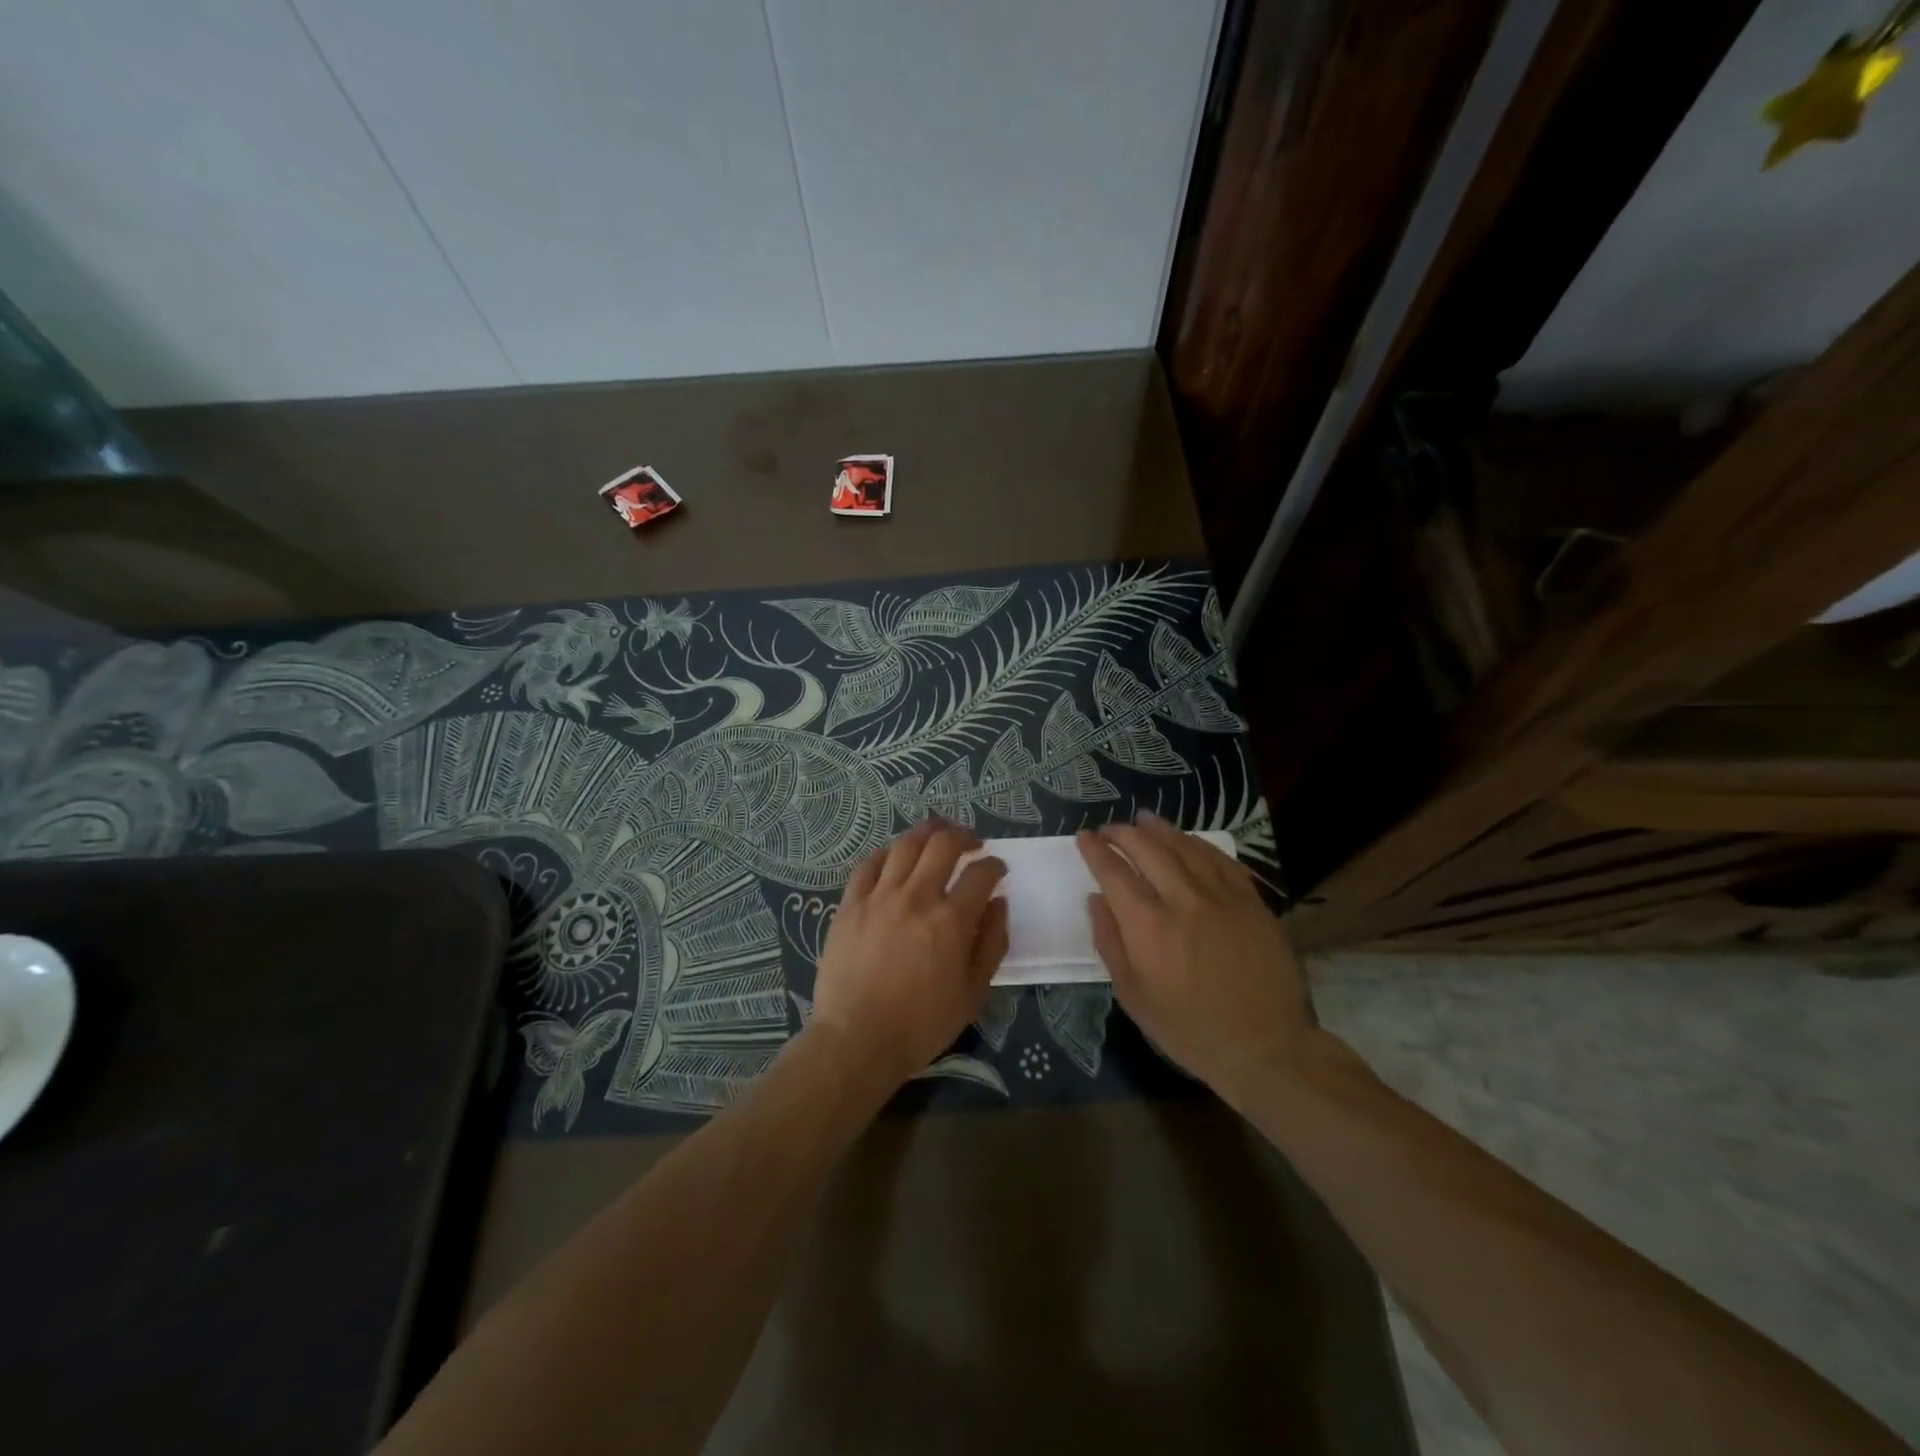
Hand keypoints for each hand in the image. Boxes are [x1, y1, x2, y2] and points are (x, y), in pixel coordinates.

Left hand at [810, 820, 1008, 1090]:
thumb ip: (991, 943)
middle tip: (972, 842)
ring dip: (927, 832)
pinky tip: (895, 856)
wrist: (857, 1039)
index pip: (981, 874)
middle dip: (964, 835)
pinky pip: (869, 864)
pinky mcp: (850, 904)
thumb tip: (998, 903)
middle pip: (943, 844)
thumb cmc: (921, 1024)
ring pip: (905, 844)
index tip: (997, 868)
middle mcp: (916, 897)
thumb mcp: (973, 993)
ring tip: (937, 834)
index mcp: (951, 920)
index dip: (994, 865)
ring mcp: (879, 896)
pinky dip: (887, 853)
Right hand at [1076, 812, 1315, 1098]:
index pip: (1114, 872)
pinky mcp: (1252, 901)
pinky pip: (1221, 859)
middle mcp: (1183, 899)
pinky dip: (1199, 844)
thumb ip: (1110, 942)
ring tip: (1143, 820)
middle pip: (1148, 848)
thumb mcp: (1133, 996)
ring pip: (1185, 846)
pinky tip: (1189, 841)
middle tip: (1109, 829)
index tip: (1084, 838)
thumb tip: (1096, 899)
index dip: (1095, 850)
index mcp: (1148, 926)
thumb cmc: (1189, 1029)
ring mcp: (1222, 896)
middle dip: (1123, 833)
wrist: (1265, 1046)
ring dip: (1160, 829)